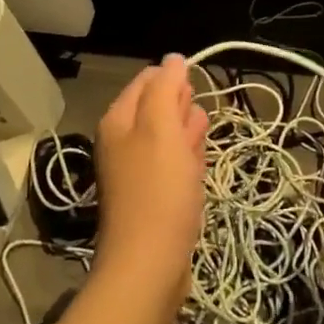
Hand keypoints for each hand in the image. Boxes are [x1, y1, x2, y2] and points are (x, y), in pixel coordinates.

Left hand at [92, 55, 207, 309]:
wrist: (149, 264)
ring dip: (185, 130)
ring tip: (204, 126)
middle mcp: (122, 143)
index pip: (145, 81)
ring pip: (165, 139)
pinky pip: (171, 168)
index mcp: (119, 122)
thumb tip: (172, 59)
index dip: (172, 77)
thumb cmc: (158, 190)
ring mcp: (137, 173)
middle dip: (179, 103)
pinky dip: (186, 160)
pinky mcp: (152, 199)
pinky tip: (198, 161)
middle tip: (201, 103)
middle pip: (154, 109)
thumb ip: (165, 89)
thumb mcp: (162, 129)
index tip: (197, 83)